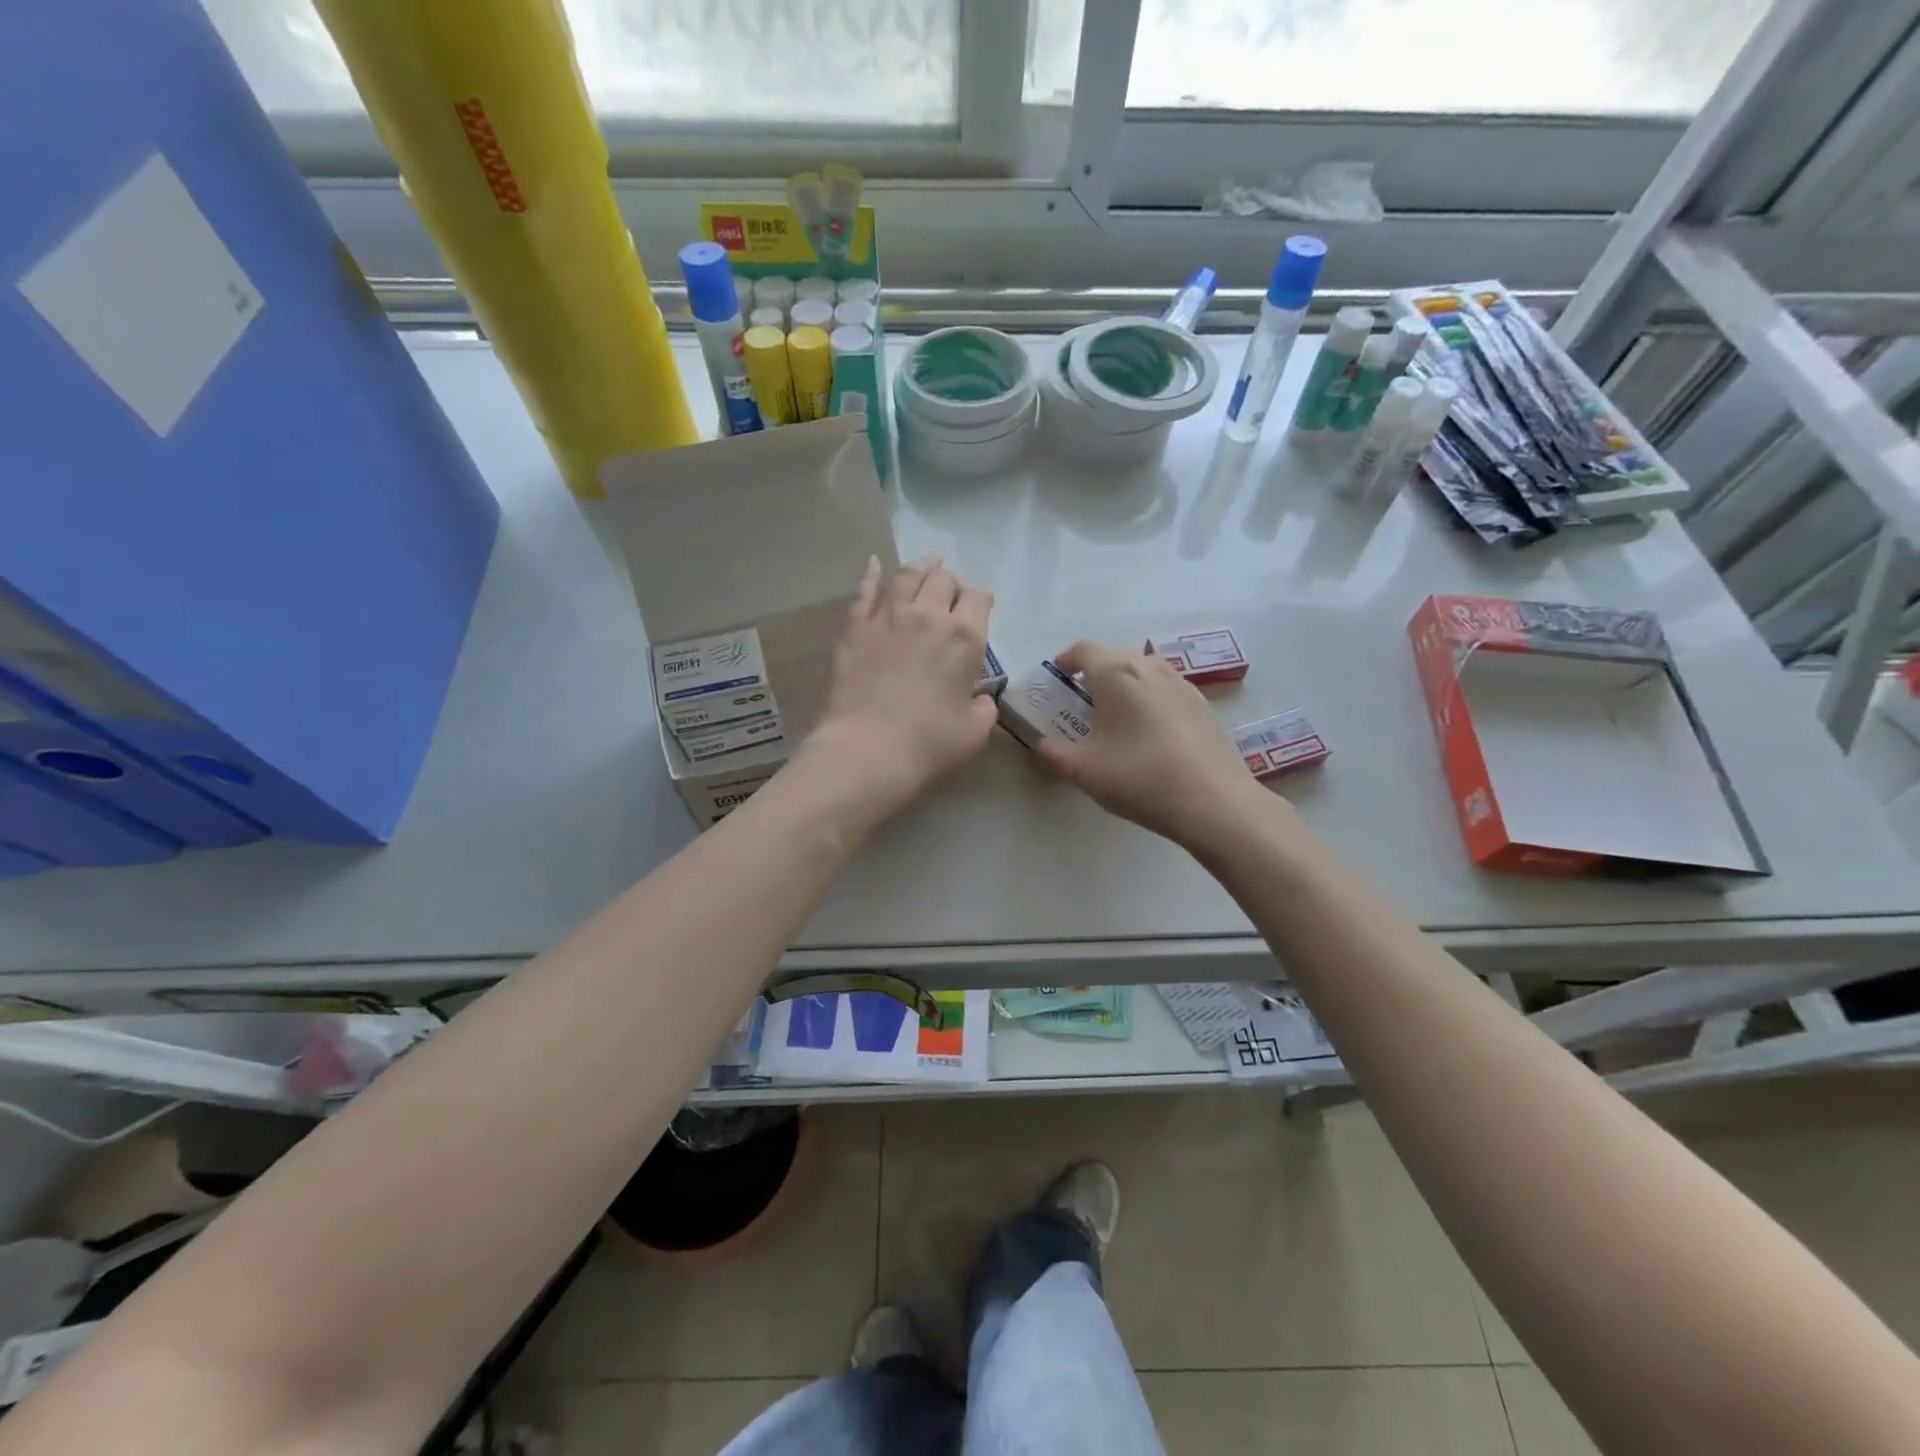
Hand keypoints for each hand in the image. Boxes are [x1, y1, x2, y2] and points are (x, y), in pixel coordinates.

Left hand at [803, 554, 998, 823]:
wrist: (868, 750)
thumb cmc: (930, 744)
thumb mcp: (975, 732)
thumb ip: (984, 708)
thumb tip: (979, 698)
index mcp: (965, 638)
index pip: (978, 599)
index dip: (982, 600)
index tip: (982, 606)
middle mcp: (928, 616)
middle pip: (943, 580)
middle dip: (952, 583)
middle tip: (952, 594)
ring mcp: (888, 618)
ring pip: (907, 577)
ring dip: (921, 567)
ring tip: (927, 564)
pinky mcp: (856, 629)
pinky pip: (865, 592)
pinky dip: (872, 574)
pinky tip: (875, 564)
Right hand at [1034, 640, 1268, 847]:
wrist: (1214, 802)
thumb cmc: (1140, 778)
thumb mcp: (1084, 771)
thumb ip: (1053, 752)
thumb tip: (1039, 743)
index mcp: (1116, 673)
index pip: (1083, 649)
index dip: (1065, 661)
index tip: (1056, 682)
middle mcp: (1149, 667)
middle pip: (1114, 656)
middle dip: (1093, 673)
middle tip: (1081, 704)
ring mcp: (1181, 683)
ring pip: (1143, 670)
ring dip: (1123, 684)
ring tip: (1115, 717)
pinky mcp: (1202, 704)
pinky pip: (1165, 688)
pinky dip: (1149, 698)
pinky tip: (1149, 733)